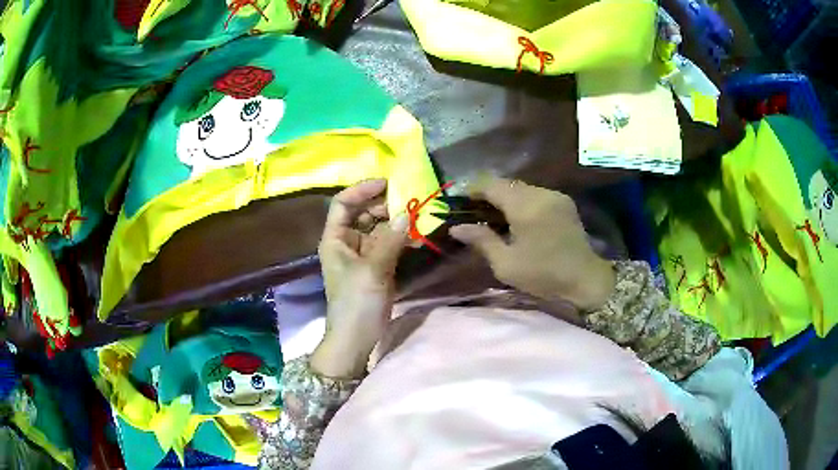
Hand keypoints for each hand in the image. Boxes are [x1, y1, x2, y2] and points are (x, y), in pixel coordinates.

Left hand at [311, 179, 408, 378]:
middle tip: (409, 201)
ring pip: (379, 228)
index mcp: (335, 239)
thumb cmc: (356, 303)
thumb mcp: (373, 270)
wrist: (356, 338)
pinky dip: (401, 239)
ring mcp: (363, 254)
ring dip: (396, 222)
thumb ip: (391, 240)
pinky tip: (417, 238)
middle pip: (363, 213)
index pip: (343, 203)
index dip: (362, 190)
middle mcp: (347, 242)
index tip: (387, 183)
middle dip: (385, 205)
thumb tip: (407, 214)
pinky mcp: (376, 266)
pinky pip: (388, 244)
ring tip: (417, 218)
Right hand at [449, 176, 614, 311]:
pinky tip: (518, 219)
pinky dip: (522, 201)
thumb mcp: (506, 264)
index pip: (491, 185)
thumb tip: (457, 228)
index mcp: (525, 207)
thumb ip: (482, 240)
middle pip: (507, 184)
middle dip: (489, 194)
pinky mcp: (564, 202)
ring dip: (506, 197)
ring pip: (522, 188)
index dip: (473, 189)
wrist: (586, 279)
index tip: (461, 202)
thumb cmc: (544, 275)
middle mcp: (540, 194)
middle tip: (476, 212)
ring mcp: (555, 196)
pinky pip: (536, 194)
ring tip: (495, 216)